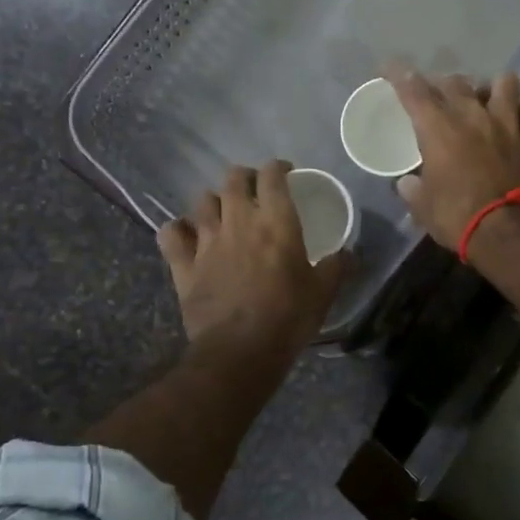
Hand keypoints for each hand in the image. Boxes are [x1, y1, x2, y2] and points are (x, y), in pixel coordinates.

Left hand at [157, 160, 347, 361]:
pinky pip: (171, 233)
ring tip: (223, 212)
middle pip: (234, 179)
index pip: (272, 176)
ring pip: (202, 201)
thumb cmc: (289, 317)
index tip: (285, 173)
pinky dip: (177, 229)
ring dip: (214, 201)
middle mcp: (238, 221)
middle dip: (244, 177)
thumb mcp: (324, 292)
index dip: (278, 168)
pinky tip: (185, 235)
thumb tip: (349, 252)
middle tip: (254, 190)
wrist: (240, 352)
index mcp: (276, 221)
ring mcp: (206, 241)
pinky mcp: (183, 265)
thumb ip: (337, 266)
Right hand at [387, 69, 519, 252]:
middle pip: (456, 82)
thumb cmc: (458, 219)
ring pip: (505, 82)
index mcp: (439, 130)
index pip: (414, 91)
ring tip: (490, 100)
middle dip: (444, 84)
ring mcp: (508, 123)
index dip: (399, 74)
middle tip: (440, 96)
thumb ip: (413, 190)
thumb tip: (406, 183)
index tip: (389, 67)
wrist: (509, 233)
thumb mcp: (423, 208)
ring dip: (495, 88)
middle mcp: (473, 116)